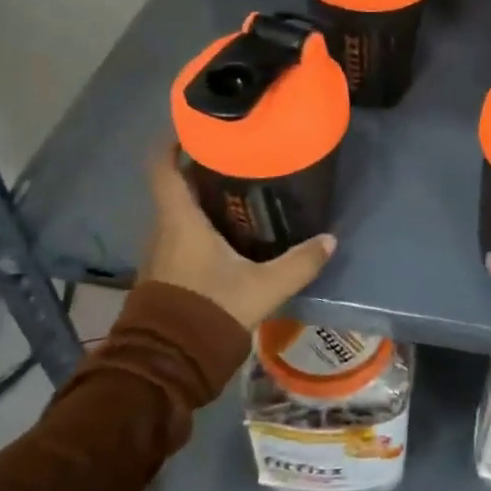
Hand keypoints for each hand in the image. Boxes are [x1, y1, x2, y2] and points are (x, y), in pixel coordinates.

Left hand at [138, 143, 336, 330]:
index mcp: (180, 220)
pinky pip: (180, 235)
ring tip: (240, 191)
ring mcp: (160, 252)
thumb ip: (299, 263)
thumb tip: (330, 240)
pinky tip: (230, 234)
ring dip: (202, 199)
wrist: (168, 363)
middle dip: (202, 169)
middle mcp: (163, 229)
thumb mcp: (264, 287)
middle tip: (240, 158)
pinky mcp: (165, 273)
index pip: (162, 166)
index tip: (199, 127)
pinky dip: (200, 224)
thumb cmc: (210, 310)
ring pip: (179, 212)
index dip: (174, 141)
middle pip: (176, 186)